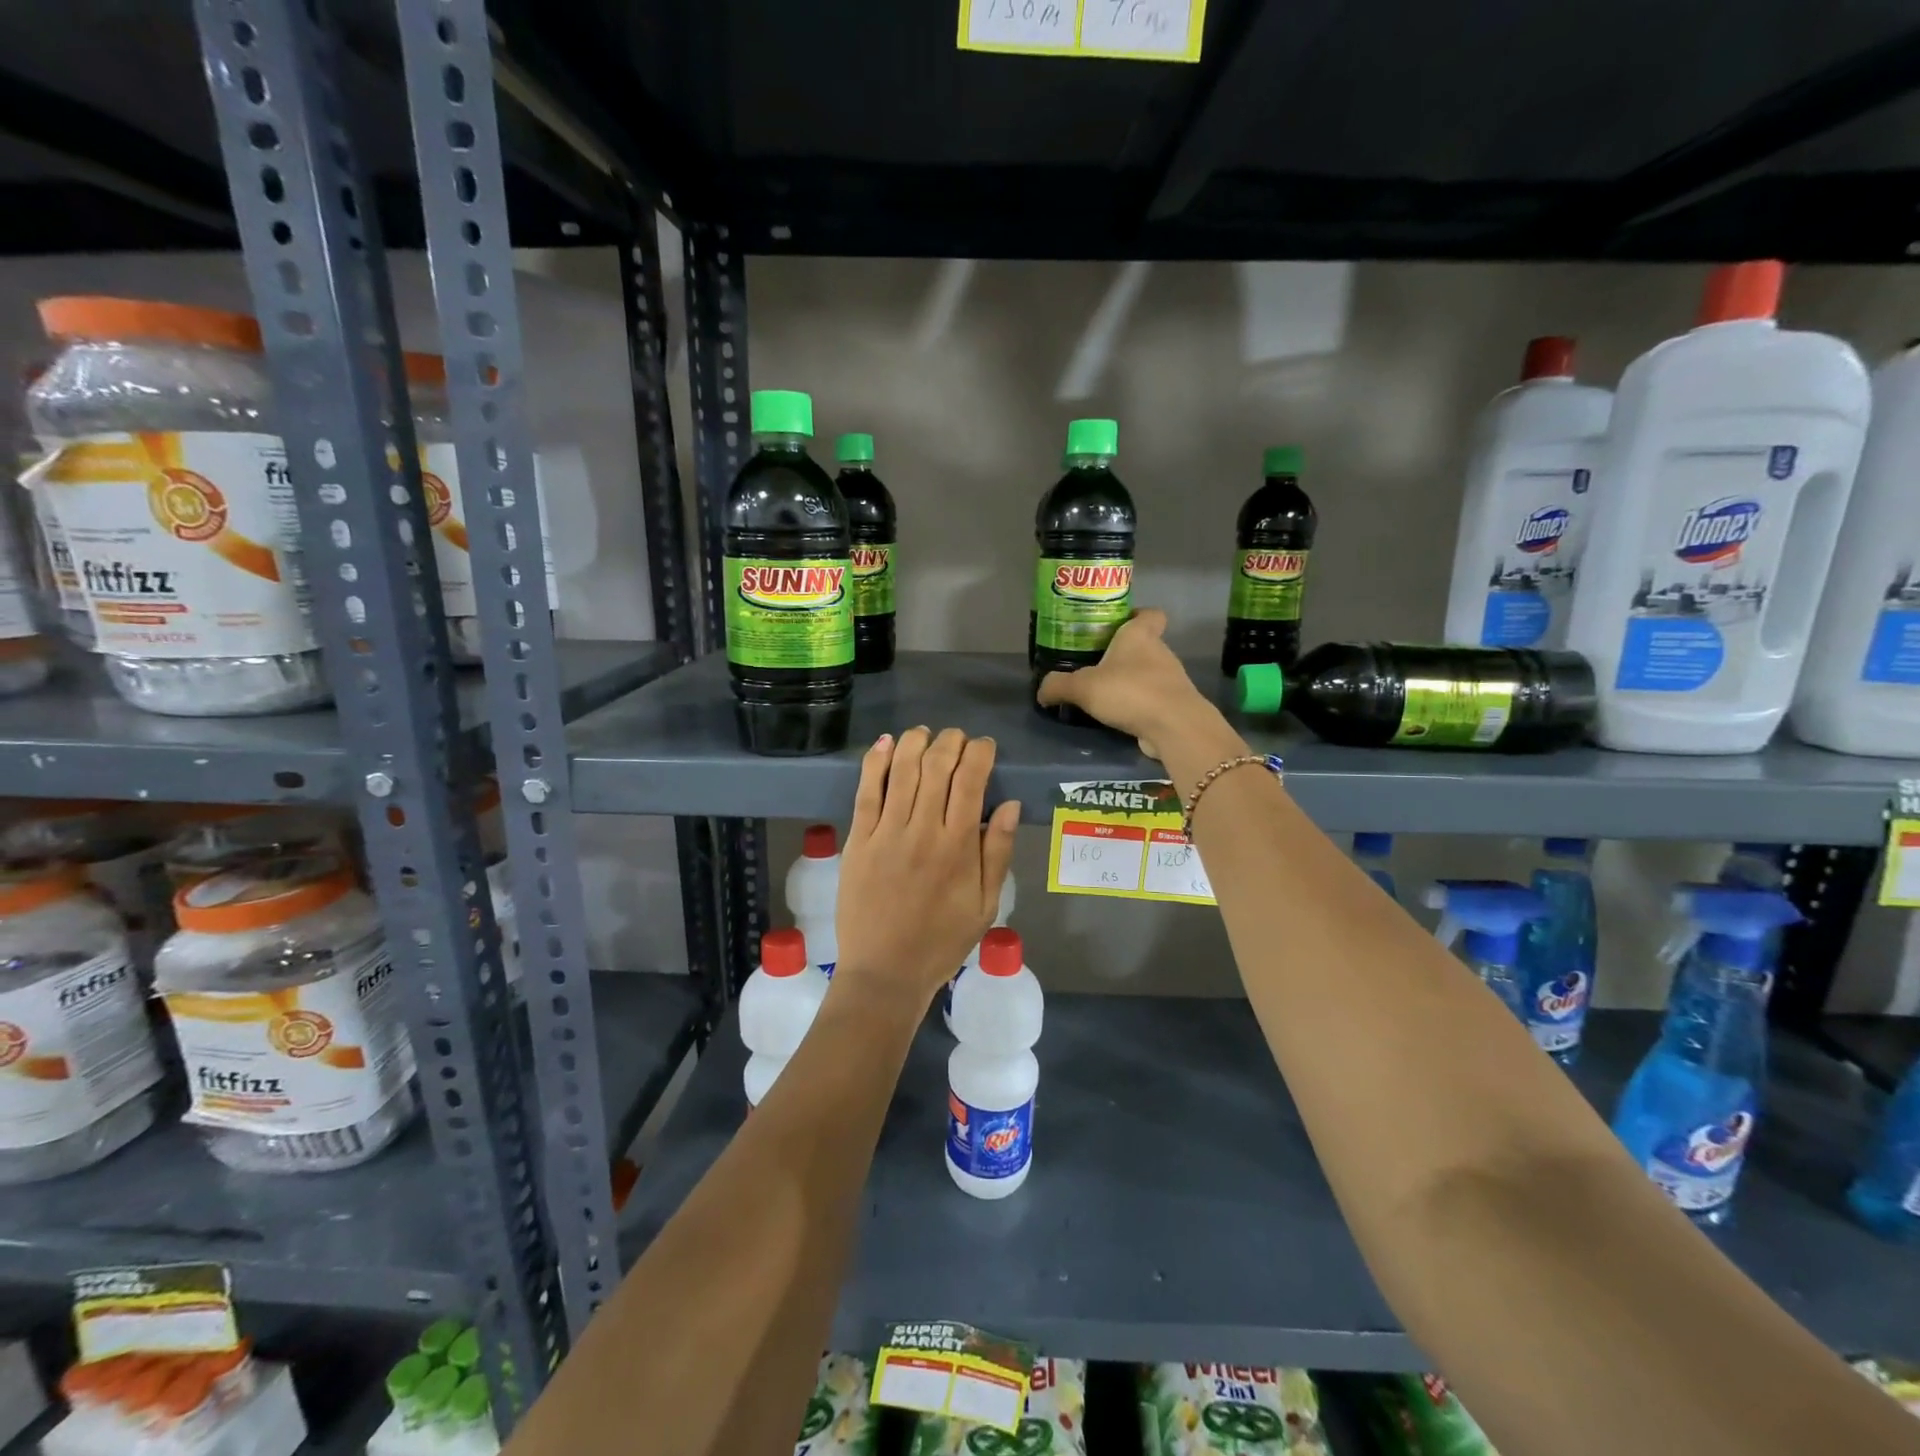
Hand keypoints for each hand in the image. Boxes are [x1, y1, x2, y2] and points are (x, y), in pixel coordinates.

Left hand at [835, 727, 1020, 1006]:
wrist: (885, 973)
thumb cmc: (942, 942)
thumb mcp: (985, 905)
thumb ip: (997, 852)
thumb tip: (1009, 804)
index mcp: (958, 847)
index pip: (971, 780)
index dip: (979, 753)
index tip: (984, 747)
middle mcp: (922, 830)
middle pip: (936, 766)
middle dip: (950, 741)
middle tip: (956, 738)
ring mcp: (886, 833)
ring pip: (901, 770)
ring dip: (914, 743)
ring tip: (924, 734)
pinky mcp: (857, 840)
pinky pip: (865, 792)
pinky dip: (874, 762)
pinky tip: (885, 744)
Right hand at [1035, 609, 1226, 760]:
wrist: (1174, 727)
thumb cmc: (1130, 692)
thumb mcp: (1083, 687)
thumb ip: (1059, 686)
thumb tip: (1041, 691)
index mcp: (1140, 636)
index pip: (1150, 614)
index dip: (1136, 615)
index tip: (1117, 625)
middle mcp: (1160, 652)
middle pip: (1144, 645)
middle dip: (1123, 654)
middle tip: (1095, 665)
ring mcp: (1171, 680)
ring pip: (1149, 673)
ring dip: (1130, 681)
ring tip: (1104, 695)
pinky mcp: (1174, 705)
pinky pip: (1153, 699)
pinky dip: (1138, 705)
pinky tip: (1119, 716)